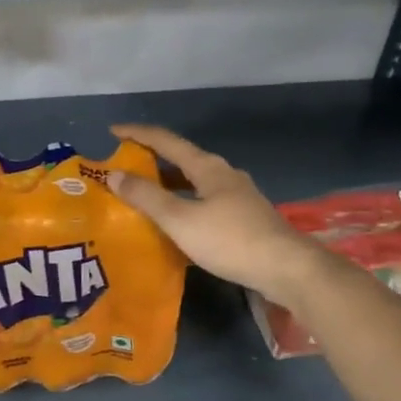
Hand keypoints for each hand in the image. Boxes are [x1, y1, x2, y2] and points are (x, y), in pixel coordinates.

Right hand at [107, 124, 329, 302]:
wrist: (287, 269)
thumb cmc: (230, 240)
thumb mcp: (180, 220)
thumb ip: (147, 197)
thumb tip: (114, 174)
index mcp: (207, 167)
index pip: (165, 140)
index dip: (137, 134)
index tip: (112, 131)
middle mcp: (223, 173)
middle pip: (181, 159)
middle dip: (152, 159)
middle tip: (124, 167)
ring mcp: (237, 195)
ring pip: (194, 181)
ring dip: (168, 184)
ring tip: (144, 195)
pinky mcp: (245, 217)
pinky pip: (205, 200)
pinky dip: (184, 203)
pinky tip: (177, 222)